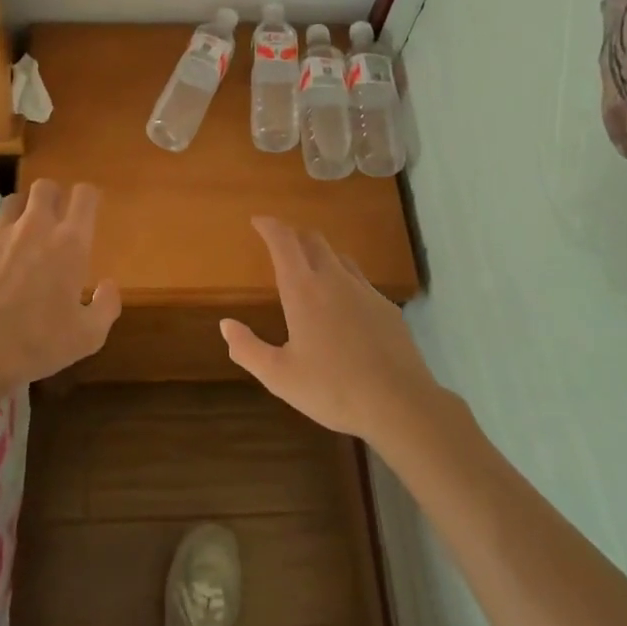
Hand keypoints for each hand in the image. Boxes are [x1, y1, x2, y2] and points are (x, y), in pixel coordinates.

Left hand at [0, 179, 120, 398]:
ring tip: (22, 236)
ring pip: (13, 200)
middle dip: (53, 198)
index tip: (88, 213)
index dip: (88, 199)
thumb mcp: (88, 337)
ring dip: (21, 212)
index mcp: (70, 242)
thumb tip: (108, 285)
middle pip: (45, 186)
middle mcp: (36, 226)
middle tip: (54, 223)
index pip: (85, 195)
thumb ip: (107, 306)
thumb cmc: (37, 344)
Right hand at [222, 217, 440, 444]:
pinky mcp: (387, 308)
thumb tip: (226, 324)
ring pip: (340, 257)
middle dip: (294, 235)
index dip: (270, 226)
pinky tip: (345, 308)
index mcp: (304, 290)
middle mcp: (334, 280)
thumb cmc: (332, 389)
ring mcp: (365, 291)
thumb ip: (248, 349)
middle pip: (313, 240)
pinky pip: (360, 282)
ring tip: (311, 270)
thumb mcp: (279, 376)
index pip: (284, 242)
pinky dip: (345, 281)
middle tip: (281, 244)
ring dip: (321, 255)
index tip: (258, 221)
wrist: (400, 404)